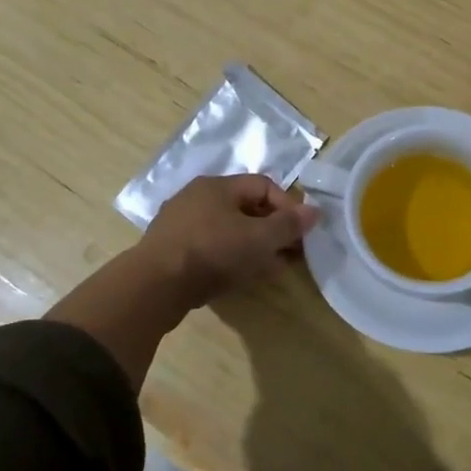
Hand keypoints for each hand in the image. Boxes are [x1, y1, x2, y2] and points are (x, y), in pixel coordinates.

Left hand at [138, 175, 321, 306]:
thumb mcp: (257, 238)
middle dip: (273, 229)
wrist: (155, 285)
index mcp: (217, 186)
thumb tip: (315, 211)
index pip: (263, 185)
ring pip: (229, 230)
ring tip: (274, 267)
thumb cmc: (212, 252)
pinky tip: (244, 276)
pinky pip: (212, 247)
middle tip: (292, 252)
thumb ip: (287, 225)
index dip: (287, 206)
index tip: (302, 231)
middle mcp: (197, 197)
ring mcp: (181, 224)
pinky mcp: (172, 250)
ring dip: (255, 246)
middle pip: (246, 208)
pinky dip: (232, 257)